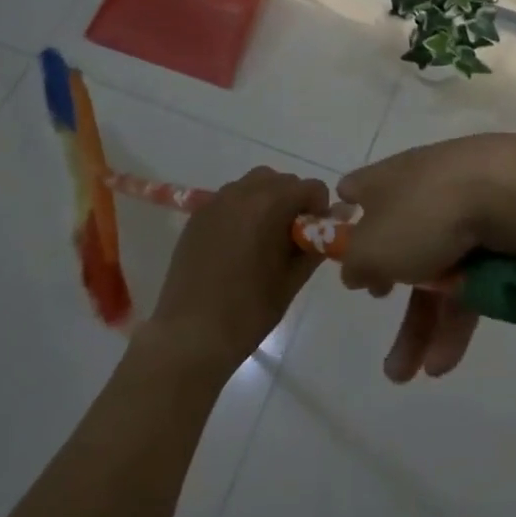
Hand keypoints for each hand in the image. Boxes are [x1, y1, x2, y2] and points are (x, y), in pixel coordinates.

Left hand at [144, 166, 326, 376]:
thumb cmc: (248, 311)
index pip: (310, 187)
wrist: (190, 336)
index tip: (313, 235)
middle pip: (281, 180)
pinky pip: (229, 200)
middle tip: (291, 238)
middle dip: (293, 202)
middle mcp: (241, 193)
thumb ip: (314, 247)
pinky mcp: (197, 217)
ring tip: (264, 238)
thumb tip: (326, 228)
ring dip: (267, 201)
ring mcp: (215, 203)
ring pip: (253, 185)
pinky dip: (242, 211)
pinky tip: (238, 245)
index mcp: (269, 205)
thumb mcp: (291, 281)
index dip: (319, 209)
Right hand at [335, 133, 515, 382]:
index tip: (344, 255)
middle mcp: (420, 188)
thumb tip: (355, 269)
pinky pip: (470, 276)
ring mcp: (462, 207)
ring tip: (410, 376)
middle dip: (389, 299)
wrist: (511, 191)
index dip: (347, 223)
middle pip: (397, 245)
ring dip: (422, 326)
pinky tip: (447, 359)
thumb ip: (355, 264)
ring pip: (436, 270)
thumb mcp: (372, 248)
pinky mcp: (497, 228)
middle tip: (379, 330)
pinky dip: (457, 315)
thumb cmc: (424, 215)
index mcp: (384, 181)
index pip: (356, 191)